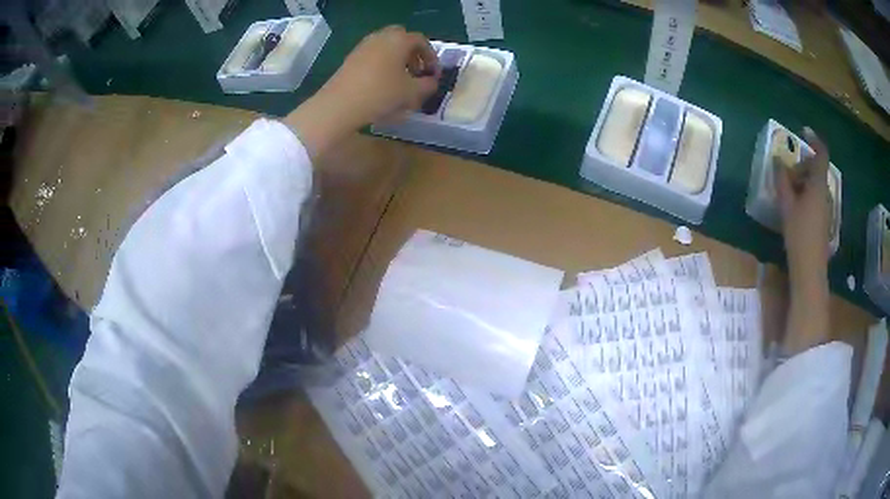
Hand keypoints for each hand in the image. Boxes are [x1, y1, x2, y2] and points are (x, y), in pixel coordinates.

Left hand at [322, 25, 440, 122]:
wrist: (339, 105)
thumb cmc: (381, 94)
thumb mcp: (411, 92)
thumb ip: (428, 85)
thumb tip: (432, 81)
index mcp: (398, 40)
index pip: (421, 41)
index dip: (431, 57)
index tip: (433, 74)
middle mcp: (380, 37)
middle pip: (401, 38)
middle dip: (412, 53)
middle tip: (417, 71)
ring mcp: (363, 47)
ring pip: (386, 47)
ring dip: (397, 59)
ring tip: (401, 80)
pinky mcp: (351, 59)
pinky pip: (373, 56)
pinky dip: (382, 65)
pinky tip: (383, 84)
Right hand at [775, 127, 830, 281]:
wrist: (810, 270)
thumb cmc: (799, 235)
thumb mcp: (787, 205)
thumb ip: (782, 181)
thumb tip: (777, 161)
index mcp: (818, 185)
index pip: (821, 154)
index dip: (814, 140)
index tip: (804, 131)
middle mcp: (825, 193)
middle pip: (815, 169)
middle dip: (801, 167)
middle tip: (785, 177)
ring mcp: (826, 207)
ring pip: (815, 184)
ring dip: (802, 183)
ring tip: (788, 195)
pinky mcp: (824, 220)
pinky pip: (815, 198)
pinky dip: (806, 195)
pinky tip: (795, 209)